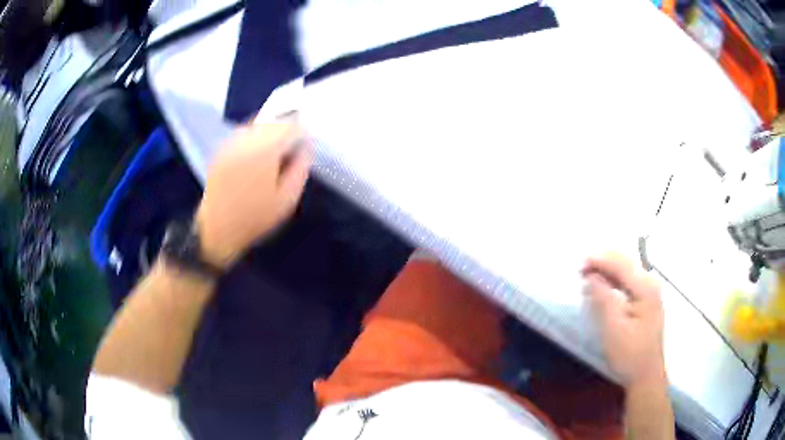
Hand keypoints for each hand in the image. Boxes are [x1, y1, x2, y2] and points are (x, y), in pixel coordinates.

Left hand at [196, 118, 311, 268]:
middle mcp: (246, 137)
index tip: (306, 146)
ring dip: (271, 131)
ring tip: (275, 152)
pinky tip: (257, 155)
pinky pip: (245, 132)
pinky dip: (256, 136)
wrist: (216, 228)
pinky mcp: (223, 147)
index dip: (303, 132)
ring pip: (259, 123)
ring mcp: (232, 141)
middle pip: (274, 120)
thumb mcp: (288, 199)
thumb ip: (301, 167)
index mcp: (264, 148)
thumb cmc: (255, 217)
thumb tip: (305, 145)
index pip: (291, 125)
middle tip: (292, 149)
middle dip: (287, 129)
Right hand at [582, 254, 665, 386]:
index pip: (620, 264)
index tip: (579, 264)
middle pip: (625, 263)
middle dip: (602, 262)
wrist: (645, 375)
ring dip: (607, 270)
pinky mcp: (646, 301)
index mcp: (645, 288)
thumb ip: (603, 299)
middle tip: (581, 269)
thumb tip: (591, 276)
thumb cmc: (629, 354)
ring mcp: (650, 292)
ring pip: (626, 271)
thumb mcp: (613, 329)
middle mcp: (650, 284)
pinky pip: (628, 282)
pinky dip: (613, 280)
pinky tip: (603, 286)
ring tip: (588, 276)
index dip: (599, 260)